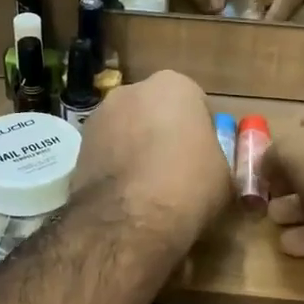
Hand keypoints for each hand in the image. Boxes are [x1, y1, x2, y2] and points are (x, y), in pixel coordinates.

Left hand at [71, 71, 231, 251]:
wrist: (129, 218)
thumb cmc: (189, 185)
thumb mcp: (224, 175)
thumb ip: (215, 157)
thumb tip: (207, 165)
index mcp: (174, 86)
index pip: (195, 103)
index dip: (201, 132)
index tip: (204, 158)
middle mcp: (131, 91)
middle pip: (155, 112)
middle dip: (163, 134)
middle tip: (176, 170)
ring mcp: (99, 117)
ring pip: (127, 131)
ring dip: (136, 150)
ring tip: (148, 188)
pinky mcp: (78, 147)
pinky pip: (106, 153)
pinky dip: (115, 168)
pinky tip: (125, 196)